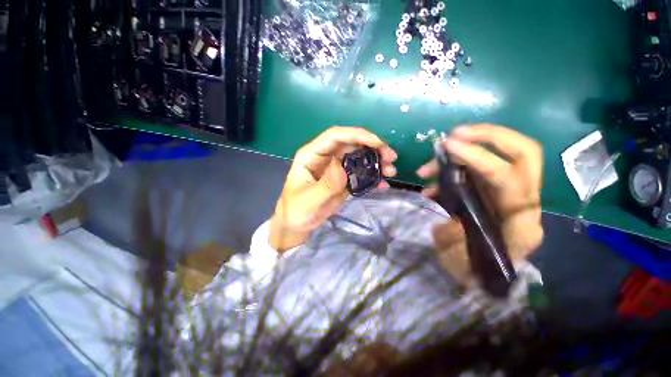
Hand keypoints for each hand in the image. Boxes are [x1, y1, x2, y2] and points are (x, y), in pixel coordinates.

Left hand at [269, 126, 397, 251]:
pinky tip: (382, 184)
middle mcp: (325, 157)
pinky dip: (372, 176)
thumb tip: (342, 167)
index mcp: (312, 155)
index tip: (378, 144)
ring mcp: (335, 168)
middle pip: (351, 144)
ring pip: (358, 157)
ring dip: (375, 161)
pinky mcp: (342, 179)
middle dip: (372, 147)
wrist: (296, 223)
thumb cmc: (296, 210)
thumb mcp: (309, 201)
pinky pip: (359, 172)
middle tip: (391, 158)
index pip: (335, 136)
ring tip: (390, 171)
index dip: (357, 135)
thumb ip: (326, 185)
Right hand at [416, 124, 543, 283]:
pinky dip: (457, 166)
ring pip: (502, 156)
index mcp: (519, 223)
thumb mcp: (458, 258)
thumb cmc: (476, 272)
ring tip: (434, 158)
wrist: (488, 278)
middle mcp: (523, 202)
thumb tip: (436, 198)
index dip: (479, 158)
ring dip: (466, 150)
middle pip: (524, 153)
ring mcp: (511, 193)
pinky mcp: (496, 191)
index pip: (509, 178)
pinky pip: (482, 168)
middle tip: (456, 134)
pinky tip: (433, 179)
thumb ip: (450, 230)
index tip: (448, 148)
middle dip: (489, 136)